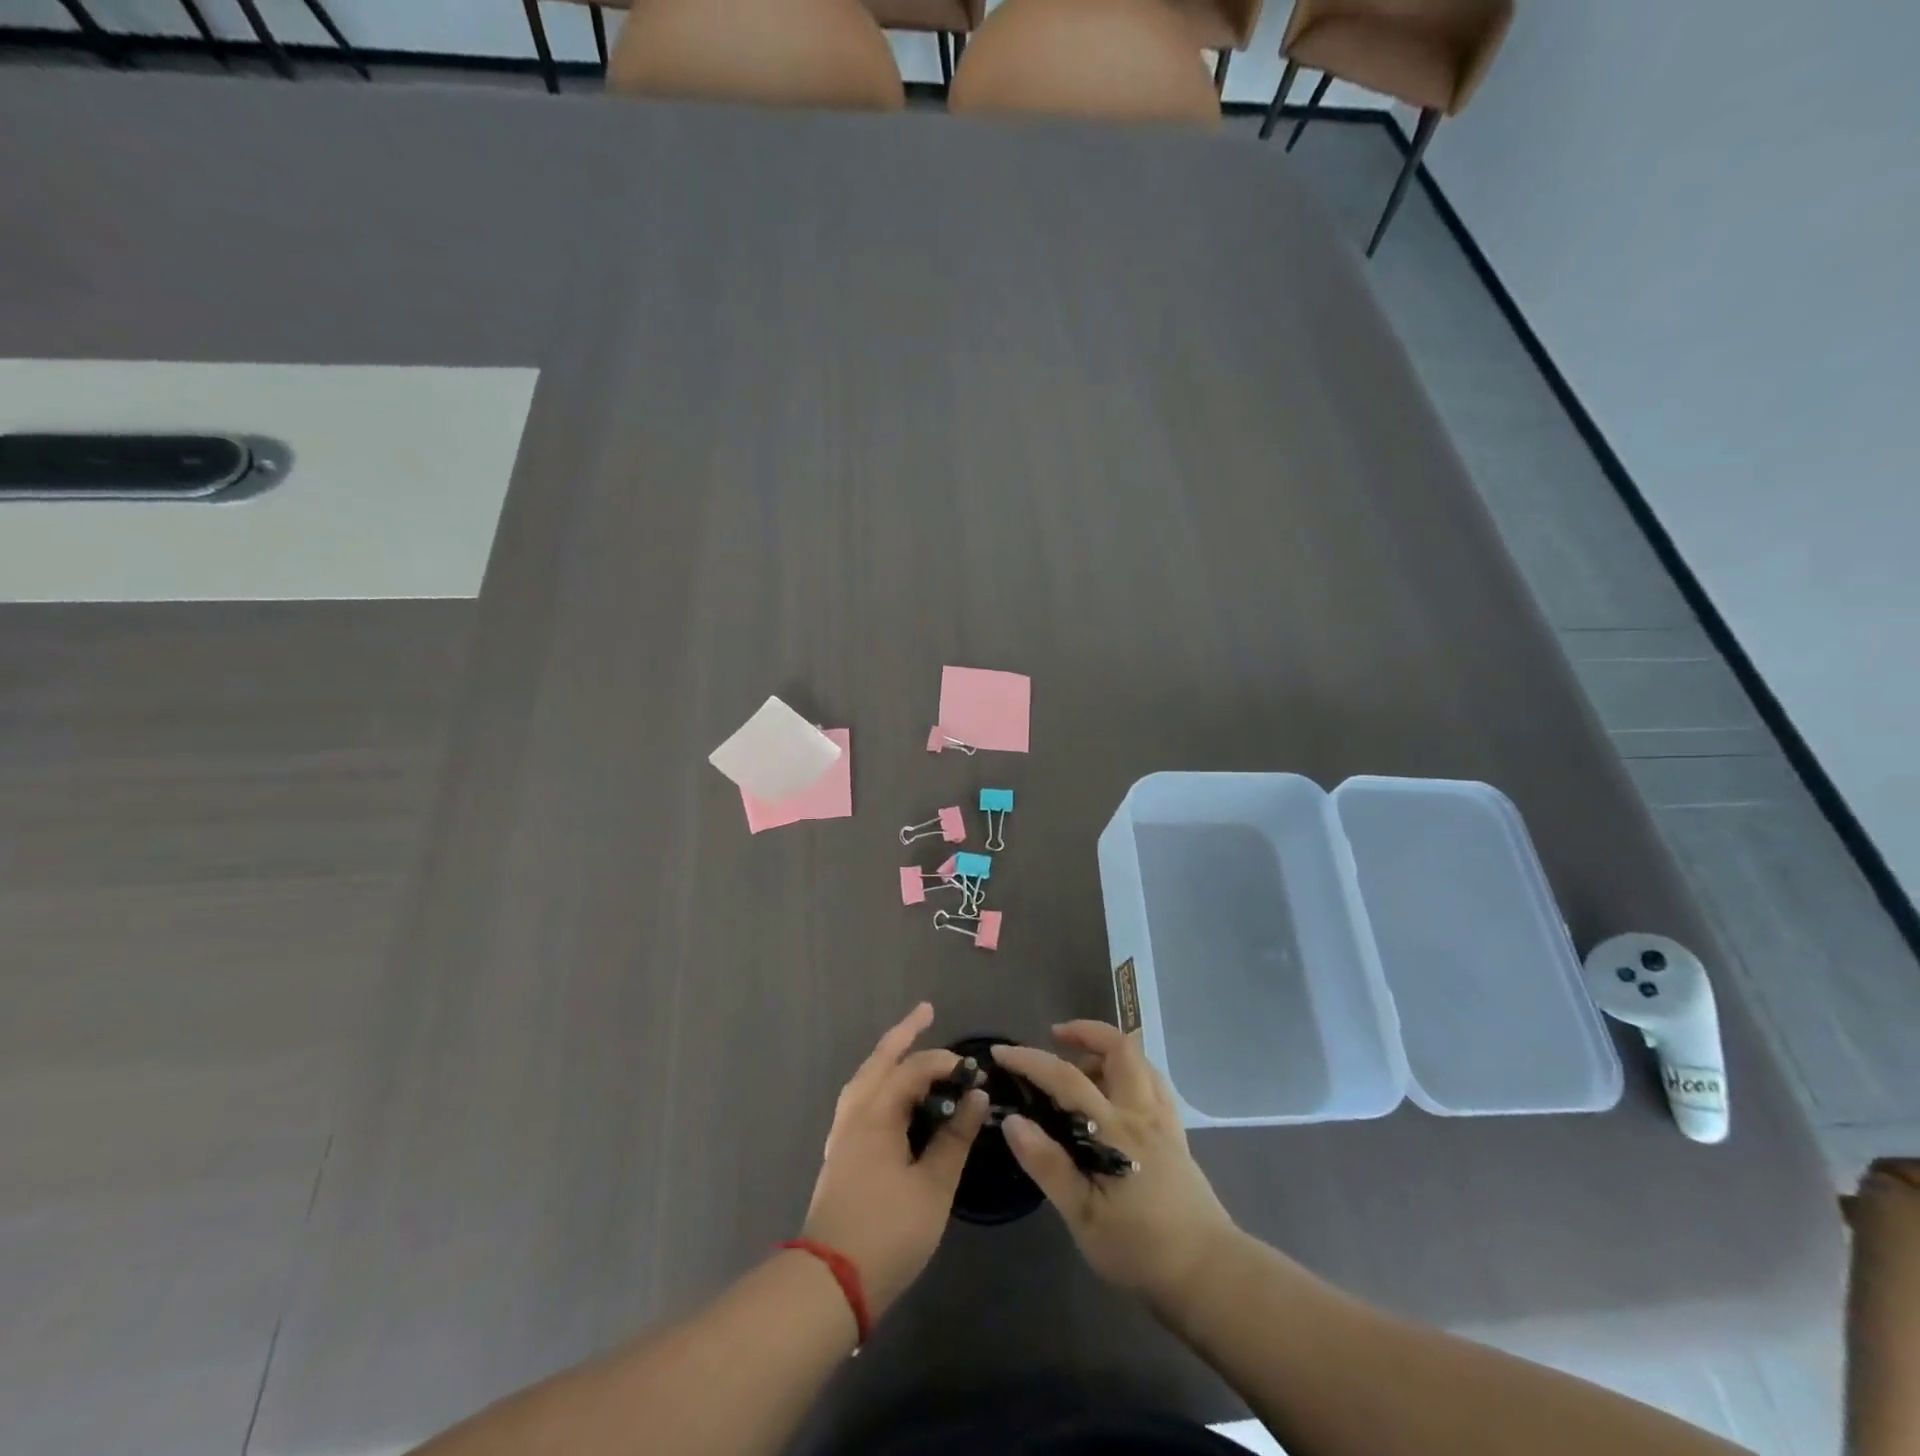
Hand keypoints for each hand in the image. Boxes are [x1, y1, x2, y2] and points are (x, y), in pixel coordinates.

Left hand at [802, 1002, 987, 1319]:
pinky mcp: (840, 1153)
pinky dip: (878, 1080)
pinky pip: (860, 1098)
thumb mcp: (933, 1187)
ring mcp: (843, 1133)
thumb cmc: (887, 1233)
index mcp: (877, 1114)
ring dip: (887, 1056)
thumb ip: (954, 1138)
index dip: (944, 1063)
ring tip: (906, 1043)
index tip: (973, 1072)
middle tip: (925, 1011)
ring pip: (865, 1078)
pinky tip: (889, 1093)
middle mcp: (855, 1113)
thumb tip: (976, 1096)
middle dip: (903, 1033)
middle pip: (879, 1060)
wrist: (829, 1282)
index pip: (913, 1070)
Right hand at [994, 1021, 1235, 1312]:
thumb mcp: (1083, 1217)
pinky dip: (1131, 1070)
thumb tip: (1014, 1121)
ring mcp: (1163, 1120)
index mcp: (1114, 1129)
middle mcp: (1141, 1112)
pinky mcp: (1177, 1134)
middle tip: (1055, 1037)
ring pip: (1140, 1061)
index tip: (1002, 1052)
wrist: (1208, 1274)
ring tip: (1081, 1065)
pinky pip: (1154, 1083)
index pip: (1066, 1078)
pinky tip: (1117, 1091)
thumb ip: (1048, 1166)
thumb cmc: (1140, 1249)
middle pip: (1119, 1048)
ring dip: (1108, 1049)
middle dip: (1085, 1031)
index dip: (1030, 1060)